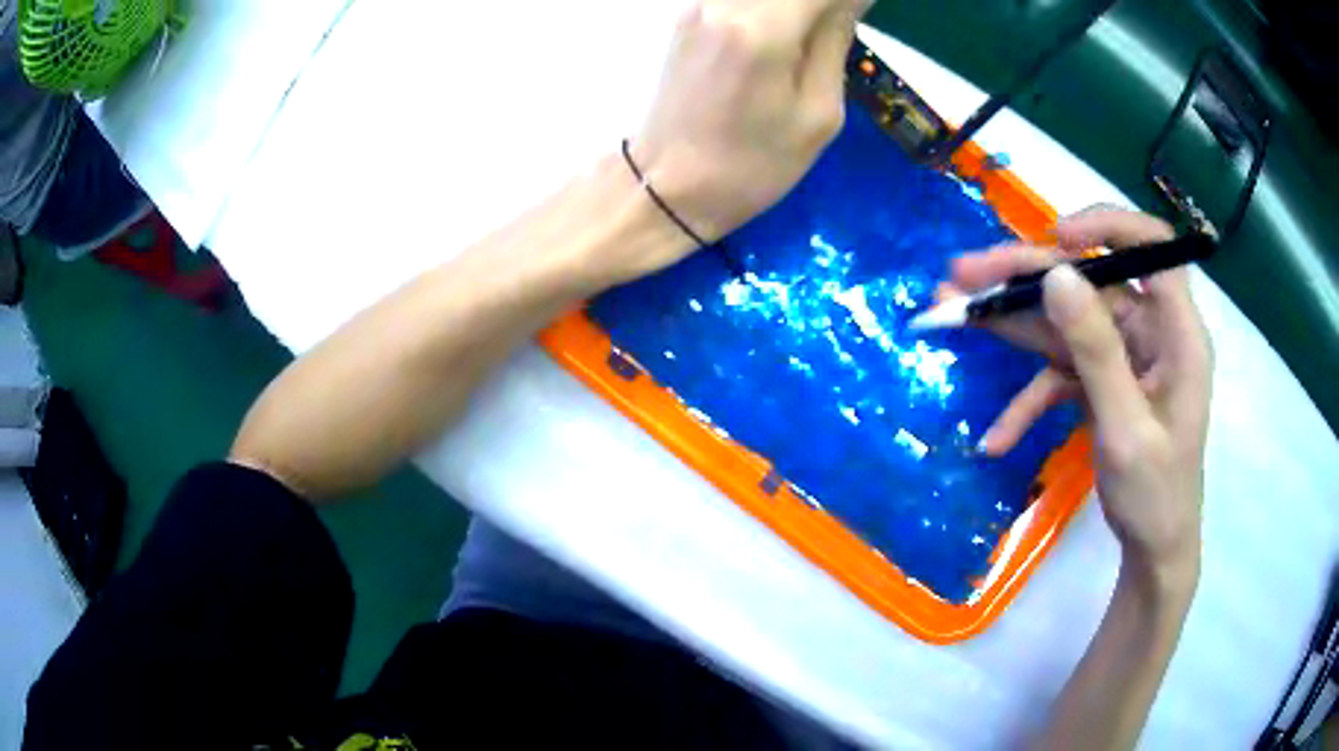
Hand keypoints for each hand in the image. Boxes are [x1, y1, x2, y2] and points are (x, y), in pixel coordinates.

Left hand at [618, 0, 868, 279]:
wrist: (668, 185)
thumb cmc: (753, 165)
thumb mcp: (818, 114)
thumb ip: (836, 41)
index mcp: (763, 29)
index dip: (851, 0)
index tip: (862, 17)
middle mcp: (724, 2)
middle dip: (822, 5)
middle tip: (837, 33)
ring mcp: (699, 4)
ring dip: (797, 8)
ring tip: (812, 40)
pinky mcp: (687, 13)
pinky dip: (773, 9)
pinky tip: (784, 35)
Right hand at [948, 208, 1212, 579]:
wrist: (1153, 549)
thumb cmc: (1155, 495)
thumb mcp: (1125, 428)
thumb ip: (1096, 351)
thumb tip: (1058, 275)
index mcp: (1176, 332)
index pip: (1151, 247)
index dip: (1106, 227)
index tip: (1055, 238)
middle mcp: (1150, 332)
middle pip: (1089, 283)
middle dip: (1027, 279)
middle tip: (964, 274)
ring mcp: (1123, 357)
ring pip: (1065, 323)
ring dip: (1012, 325)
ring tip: (953, 315)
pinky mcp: (1101, 383)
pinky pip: (1060, 375)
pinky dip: (1028, 403)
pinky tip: (996, 439)